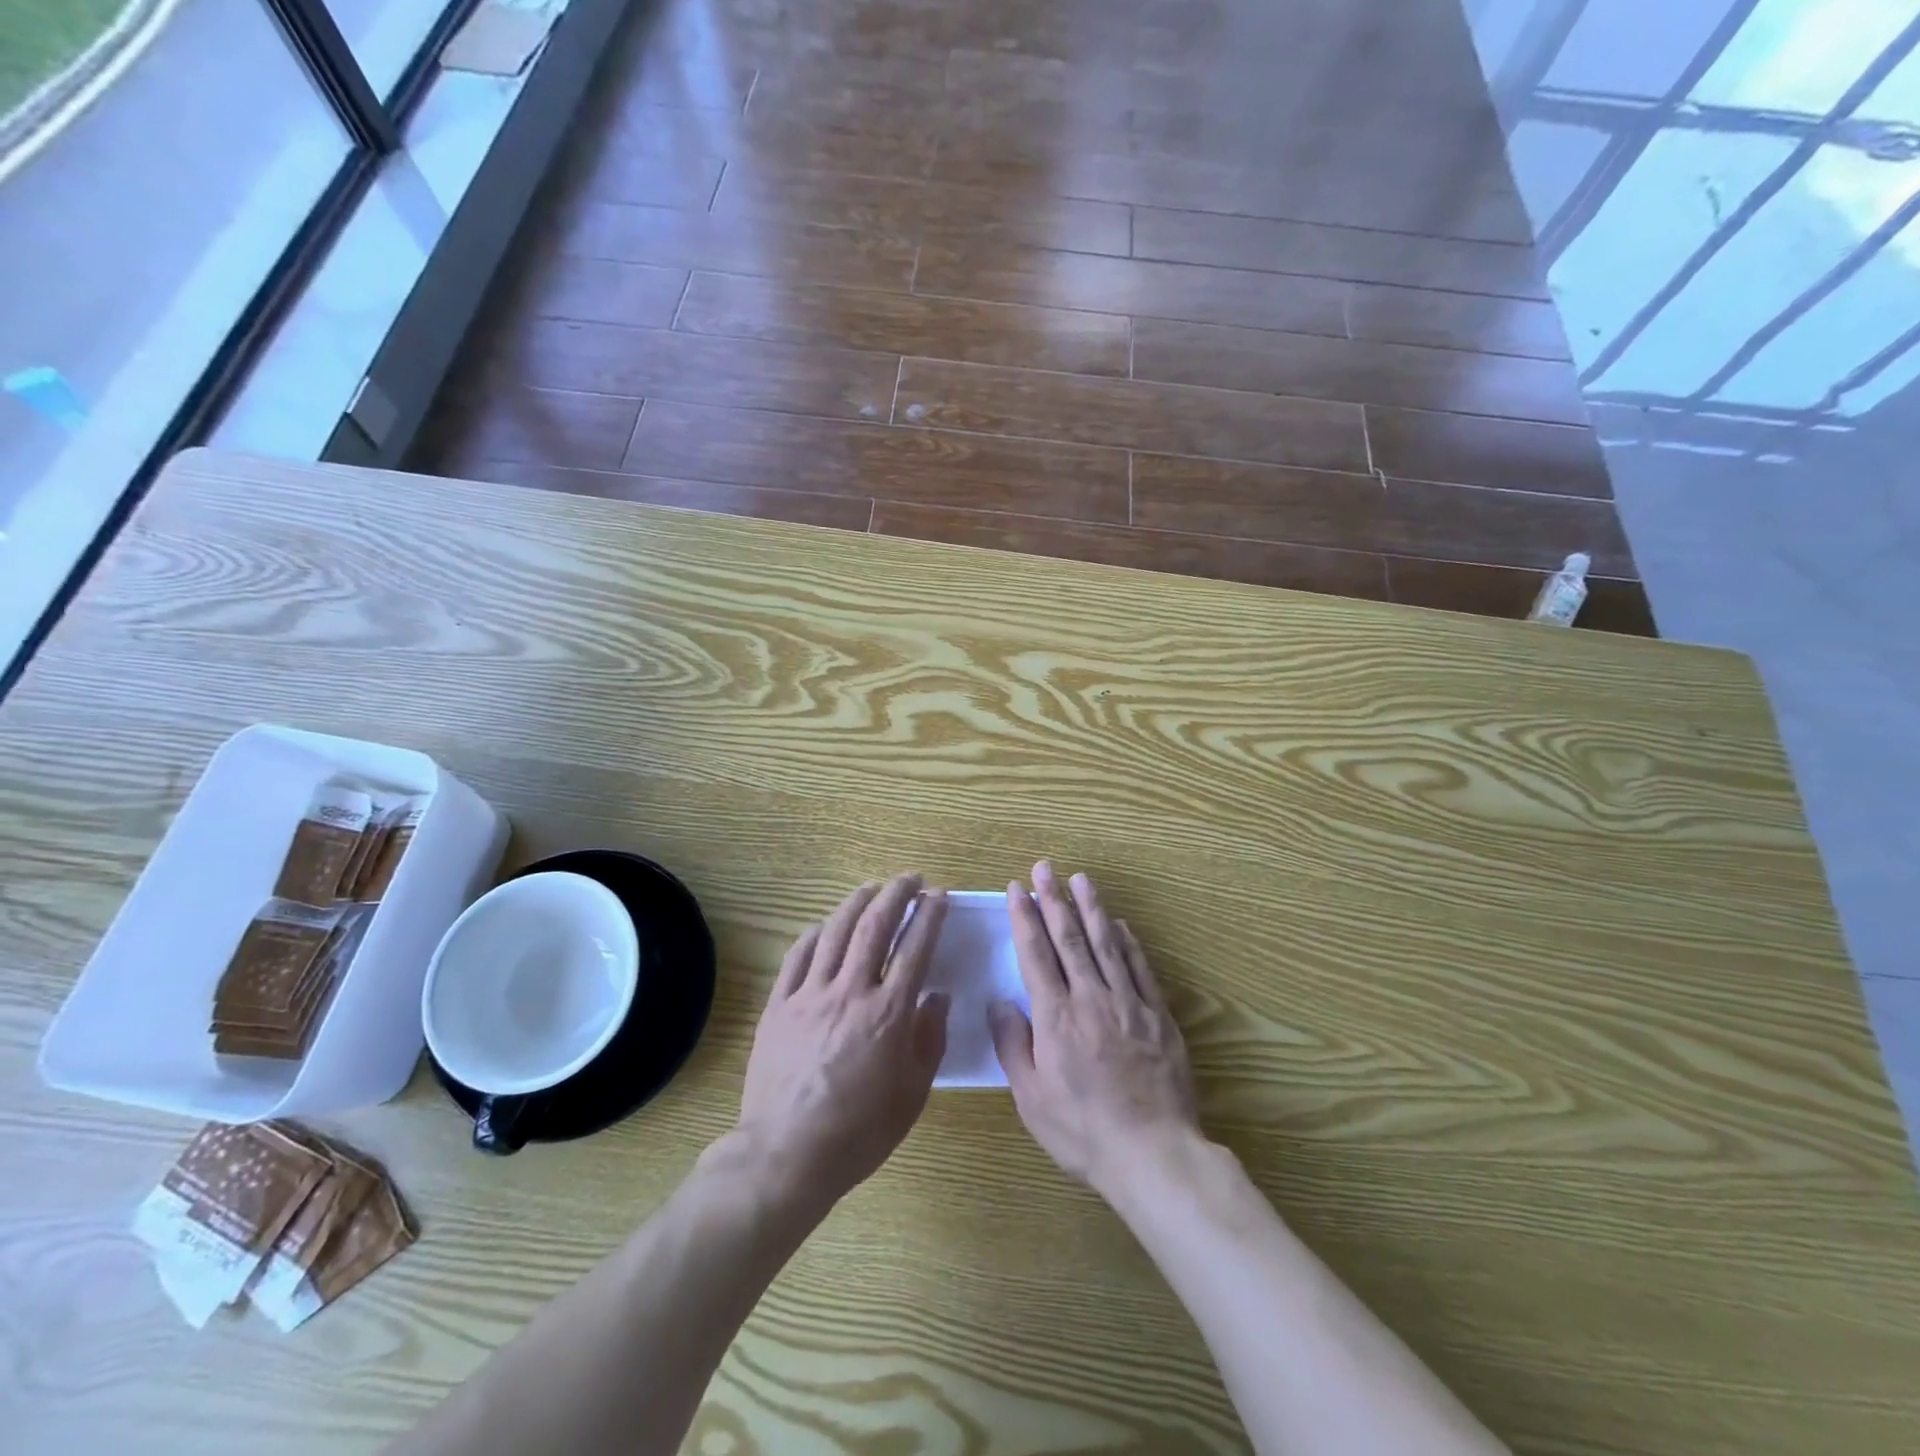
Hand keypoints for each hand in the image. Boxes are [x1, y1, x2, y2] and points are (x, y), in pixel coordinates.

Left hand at [737, 875, 949, 1208]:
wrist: (787, 1154)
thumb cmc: (860, 1130)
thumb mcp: (913, 1093)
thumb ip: (929, 1038)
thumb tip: (938, 996)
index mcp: (889, 1012)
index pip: (915, 947)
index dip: (929, 915)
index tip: (938, 896)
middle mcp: (851, 991)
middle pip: (875, 925)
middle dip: (896, 894)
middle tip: (910, 879)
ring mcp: (810, 994)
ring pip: (835, 931)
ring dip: (857, 902)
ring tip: (872, 888)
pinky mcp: (779, 1005)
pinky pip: (797, 956)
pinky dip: (815, 934)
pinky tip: (824, 926)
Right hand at [989, 862, 1199, 1195]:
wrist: (1153, 1153)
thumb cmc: (1082, 1131)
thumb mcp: (1031, 1098)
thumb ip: (1013, 1045)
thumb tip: (999, 1002)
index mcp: (1055, 1017)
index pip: (1036, 954)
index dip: (1026, 918)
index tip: (1018, 889)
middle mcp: (1090, 998)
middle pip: (1069, 938)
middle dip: (1054, 899)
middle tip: (1045, 867)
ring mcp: (1128, 1003)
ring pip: (1106, 944)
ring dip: (1091, 908)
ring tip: (1081, 879)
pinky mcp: (1158, 1016)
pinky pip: (1140, 968)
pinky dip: (1129, 942)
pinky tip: (1121, 924)